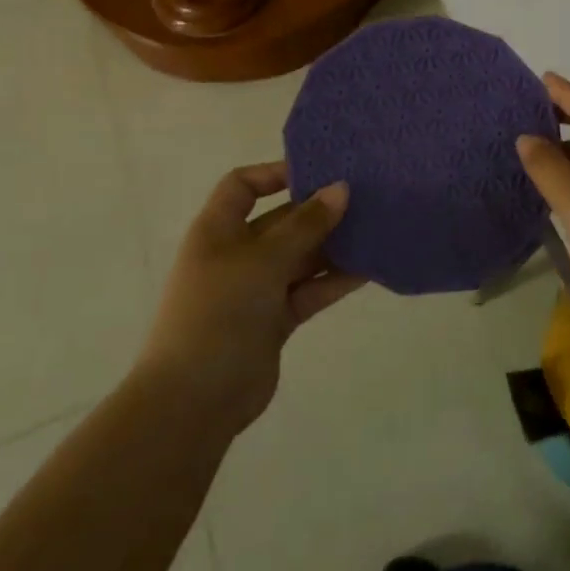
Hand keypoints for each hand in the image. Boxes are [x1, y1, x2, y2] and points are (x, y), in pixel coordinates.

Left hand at [139, 163, 361, 435]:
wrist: (195, 399)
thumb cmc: (219, 312)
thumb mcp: (263, 260)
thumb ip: (305, 225)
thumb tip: (341, 189)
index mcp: (218, 230)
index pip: (242, 186)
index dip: (275, 173)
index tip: (318, 171)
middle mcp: (236, 254)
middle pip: (281, 221)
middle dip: (318, 210)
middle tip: (364, 197)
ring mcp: (256, 289)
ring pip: (300, 257)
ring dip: (333, 245)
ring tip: (375, 229)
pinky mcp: (275, 320)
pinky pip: (309, 290)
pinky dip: (334, 280)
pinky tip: (369, 269)